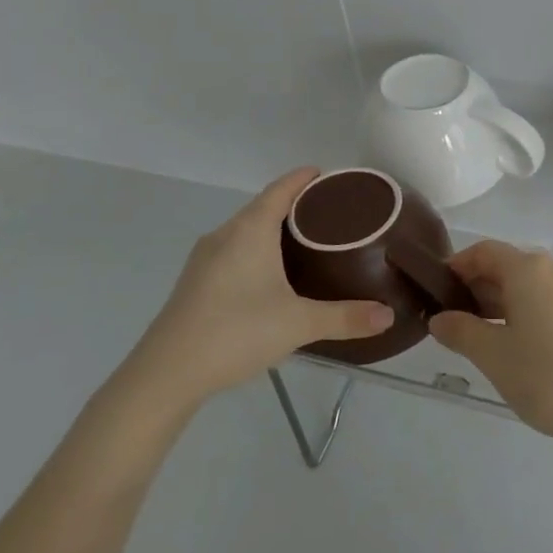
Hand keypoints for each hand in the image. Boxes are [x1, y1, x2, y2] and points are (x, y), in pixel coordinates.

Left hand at [119, 168, 392, 416]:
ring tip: (309, 241)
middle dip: (296, 204)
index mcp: (249, 231)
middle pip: (264, 206)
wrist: (164, 375)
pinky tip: (273, 274)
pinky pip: (234, 250)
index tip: (331, 176)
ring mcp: (205, 259)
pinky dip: (258, 249)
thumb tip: (388, 315)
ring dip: (275, 229)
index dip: (305, 178)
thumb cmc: (235, 333)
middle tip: (333, 214)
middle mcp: (225, 235)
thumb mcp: (298, 324)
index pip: (281, 189)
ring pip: (246, 230)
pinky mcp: (195, 282)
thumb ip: (345, 317)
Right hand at [429, 240, 552, 445]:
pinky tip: (513, 342)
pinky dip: (524, 311)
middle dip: (477, 286)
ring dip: (500, 301)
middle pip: (508, 265)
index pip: (485, 251)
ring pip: (528, 285)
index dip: (458, 265)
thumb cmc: (544, 375)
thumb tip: (440, 319)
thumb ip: (461, 331)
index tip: (437, 290)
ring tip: (477, 334)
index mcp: (529, 269)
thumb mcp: (492, 354)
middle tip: (452, 318)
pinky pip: (547, 300)